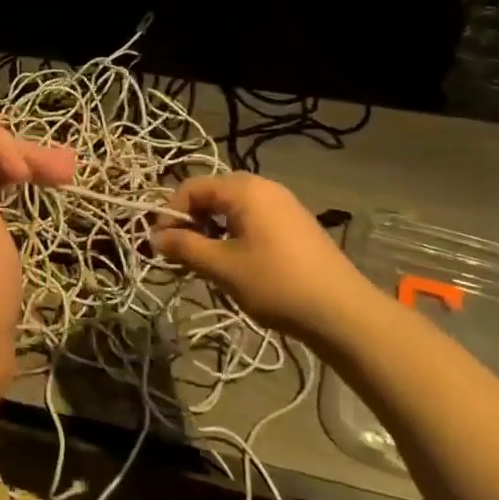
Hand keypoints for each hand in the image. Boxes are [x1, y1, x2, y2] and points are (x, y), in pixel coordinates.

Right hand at [153, 173, 367, 340]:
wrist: (343, 312)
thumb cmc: (277, 284)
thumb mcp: (223, 267)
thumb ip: (185, 248)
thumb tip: (155, 238)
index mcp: (244, 189)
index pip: (192, 187)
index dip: (170, 213)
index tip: (159, 245)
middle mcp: (264, 187)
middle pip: (212, 195)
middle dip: (190, 223)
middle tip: (179, 255)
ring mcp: (283, 205)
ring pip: (232, 210)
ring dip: (210, 232)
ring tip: (204, 264)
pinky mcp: (295, 225)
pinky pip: (252, 220)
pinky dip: (233, 236)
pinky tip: (234, 265)